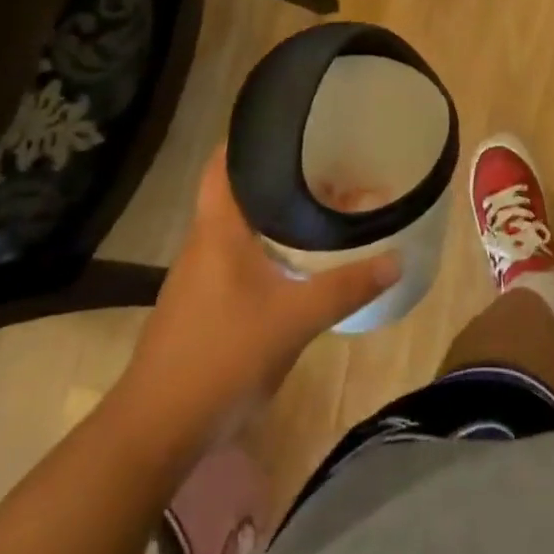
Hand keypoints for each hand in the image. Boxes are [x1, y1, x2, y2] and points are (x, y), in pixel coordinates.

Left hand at [113, 153, 397, 451]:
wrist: (156, 430)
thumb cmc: (221, 357)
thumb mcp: (294, 320)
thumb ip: (345, 287)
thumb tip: (397, 258)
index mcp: (218, 229)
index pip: (224, 163)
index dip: (250, 136)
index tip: (291, 123)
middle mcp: (205, 241)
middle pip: (241, 190)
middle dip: (281, 175)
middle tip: (328, 163)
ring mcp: (201, 274)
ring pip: (243, 225)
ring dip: (278, 212)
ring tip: (323, 205)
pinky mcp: (204, 302)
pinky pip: (241, 255)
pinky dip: (271, 245)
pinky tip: (300, 259)